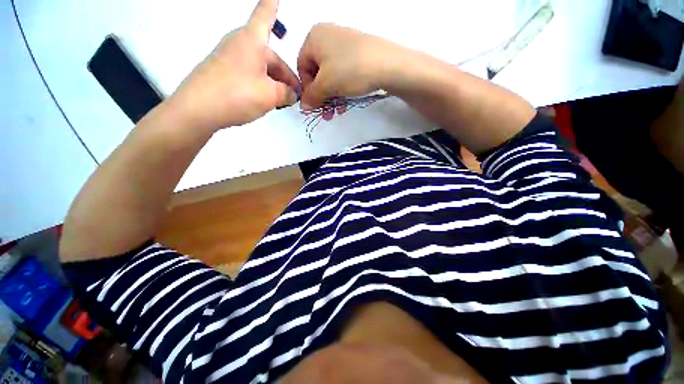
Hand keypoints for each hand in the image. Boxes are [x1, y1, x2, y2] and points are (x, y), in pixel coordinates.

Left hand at [168, 0, 299, 132]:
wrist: (198, 110)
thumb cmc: (238, 94)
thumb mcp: (271, 96)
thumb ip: (287, 93)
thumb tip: (293, 94)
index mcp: (252, 41)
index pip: (265, 16)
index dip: (271, 5)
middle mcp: (240, 45)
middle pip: (270, 57)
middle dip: (285, 76)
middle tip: (294, 96)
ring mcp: (229, 59)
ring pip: (261, 68)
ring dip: (275, 83)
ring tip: (282, 101)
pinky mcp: (222, 73)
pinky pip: (249, 75)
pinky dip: (262, 86)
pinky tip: (266, 101)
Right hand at [297, 24, 399, 111]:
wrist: (388, 64)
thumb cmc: (350, 71)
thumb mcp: (326, 85)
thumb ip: (311, 96)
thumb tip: (303, 106)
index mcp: (314, 37)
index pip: (302, 66)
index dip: (307, 89)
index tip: (315, 105)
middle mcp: (328, 36)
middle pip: (317, 72)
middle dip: (321, 96)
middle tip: (327, 114)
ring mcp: (345, 43)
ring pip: (331, 75)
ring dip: (332, 96)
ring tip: (338, 111)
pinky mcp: (358, 52)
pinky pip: (344, 72)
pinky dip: (342, 88)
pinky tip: (346, 101)